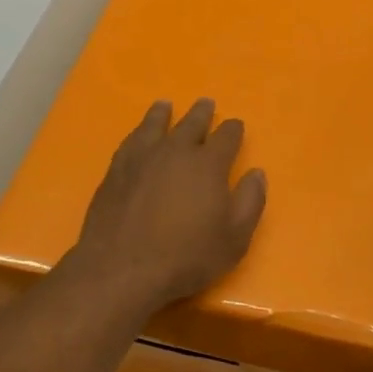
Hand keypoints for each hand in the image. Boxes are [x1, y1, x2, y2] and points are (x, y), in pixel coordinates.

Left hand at [65, 99, 266, 312]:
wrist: (123, 268)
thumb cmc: (186, 257)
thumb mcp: (234, 238)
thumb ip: (249, 202)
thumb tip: (257, 174)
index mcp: (208, 164)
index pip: (226, 137)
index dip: (233, 130)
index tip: (235, 125)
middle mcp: (175, 151)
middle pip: (191, 124)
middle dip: (201, 114)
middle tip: (205, 103)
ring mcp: (141, 158)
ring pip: (155, 125)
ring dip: (163, 114)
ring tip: (165, 105)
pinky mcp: (115, 171)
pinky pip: (130, 141)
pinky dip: (138, 132)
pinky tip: (138, 134)